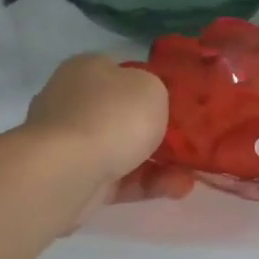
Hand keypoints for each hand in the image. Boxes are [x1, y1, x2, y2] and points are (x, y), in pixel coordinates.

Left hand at [22, 55, 192, 224]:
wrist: (66, 172)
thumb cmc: (112, 115)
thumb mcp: (151, 86)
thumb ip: (156, 90)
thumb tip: (146, 102)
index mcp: (87, 70)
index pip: (123, 73)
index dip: (152, 86)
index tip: (179, 103)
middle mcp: (74, 102)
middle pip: (124, 114)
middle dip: (158, 130)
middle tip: (190, 141)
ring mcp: (71, 144)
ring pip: (125, 150)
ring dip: (161, 163)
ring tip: (192, 174)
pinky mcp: (76, 180)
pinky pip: (121, 179)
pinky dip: (149, 183)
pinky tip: (178, 189)